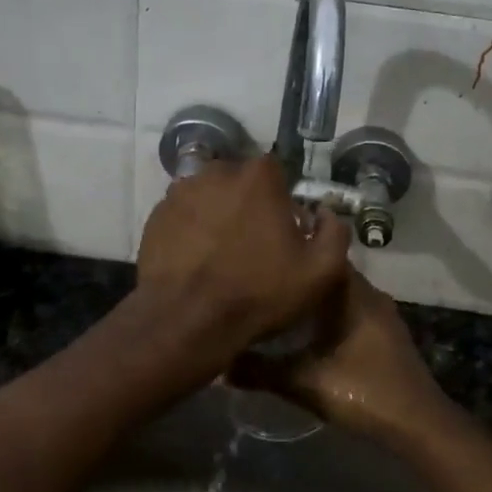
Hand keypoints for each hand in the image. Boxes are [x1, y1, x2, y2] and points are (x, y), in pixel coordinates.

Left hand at [134, 156, 350, 380]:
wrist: (187, 321)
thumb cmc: (258, 292)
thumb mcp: (319, 271)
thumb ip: (334, 233)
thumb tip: (326, 214)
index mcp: (258, 176)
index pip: (276, 172)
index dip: (281, 200)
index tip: (282, 229)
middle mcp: (217, 171)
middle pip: (240, 181)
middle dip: (248, 204)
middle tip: (252, 243)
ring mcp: (181, 191)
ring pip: (209, 196)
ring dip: (217, 214)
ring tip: (220, 252)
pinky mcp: (156, 215)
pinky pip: (183, 214)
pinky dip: (191, 229)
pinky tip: (196, 259)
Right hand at [233, 265, 450, 444]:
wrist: (417, 422)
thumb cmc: (362, 389)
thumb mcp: (304, 382)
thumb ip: (262, 371)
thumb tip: (221, 364)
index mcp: (352, 293)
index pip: (323, 252)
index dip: (298, 246)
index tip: (271, 246)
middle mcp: (370, 293)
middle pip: (331, 273)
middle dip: (303, 274)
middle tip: (270, 275)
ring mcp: (383, 314)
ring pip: (343, 293)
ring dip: (318, 295)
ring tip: (284, 299)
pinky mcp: (388, 334)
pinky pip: (354, 310)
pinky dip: (333, 312)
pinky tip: (313, 329)